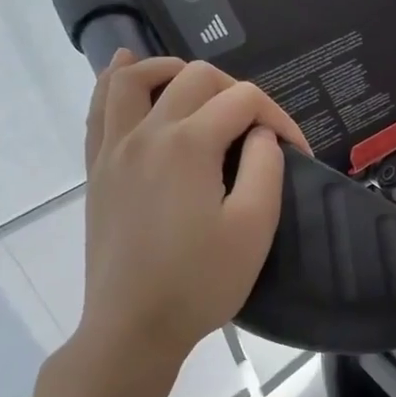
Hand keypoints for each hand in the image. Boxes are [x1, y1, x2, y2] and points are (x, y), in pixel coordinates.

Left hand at [72, 52, 309, 363]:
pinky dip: (116, 81)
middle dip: (236, 92)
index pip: (244, 101)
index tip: (297, 152)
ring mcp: (113, 148)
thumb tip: (261, 134)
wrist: (133, 326)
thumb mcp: (254, 227)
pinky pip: (100, 108)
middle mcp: (146, 132)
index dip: (280, 117)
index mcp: (189, 144)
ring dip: (172, 70)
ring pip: (135, 78)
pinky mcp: (97, 169)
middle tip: (257, 131)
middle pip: (195, 78)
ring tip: (198, 87)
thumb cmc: (201, 281)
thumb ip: (266, 167)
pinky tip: (127, 72)